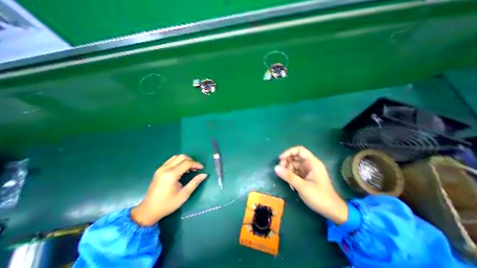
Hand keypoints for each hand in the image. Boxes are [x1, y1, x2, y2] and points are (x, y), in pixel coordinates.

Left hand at [129, 155, 206, 225]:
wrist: (148, 211)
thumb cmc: (167, 204)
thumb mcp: (184, 194)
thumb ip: (195, 182)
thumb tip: (204, 175)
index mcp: (171, 174)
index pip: (187, 163)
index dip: (196, 164)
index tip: (202, 168)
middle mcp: (165, 168)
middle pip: (182, 157)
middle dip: (191, 160)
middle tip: (196, 168)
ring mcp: (161, 168)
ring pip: (176, 157)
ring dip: (185, 160)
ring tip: (190, 169)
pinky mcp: (159, 170)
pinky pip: (171, 160)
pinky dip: (179, 162)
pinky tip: (182, 169)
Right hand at [276, 146, 346, 223]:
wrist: (332, 211)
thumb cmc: (320, 197)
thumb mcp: (303, 187)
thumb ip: (289, 176)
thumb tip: (275, 168)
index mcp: (312, 163)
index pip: (299, 150)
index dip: (289, 152)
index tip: (280, 159)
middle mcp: (309, 164)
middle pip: (295, 156)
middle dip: (286, 161)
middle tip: (280, 169)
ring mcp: (307, 170)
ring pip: (293, 164)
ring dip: (287, 169)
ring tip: (284, 177)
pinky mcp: (304, 177)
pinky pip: (294, 171)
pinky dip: (290, 174)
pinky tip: (289, 182)